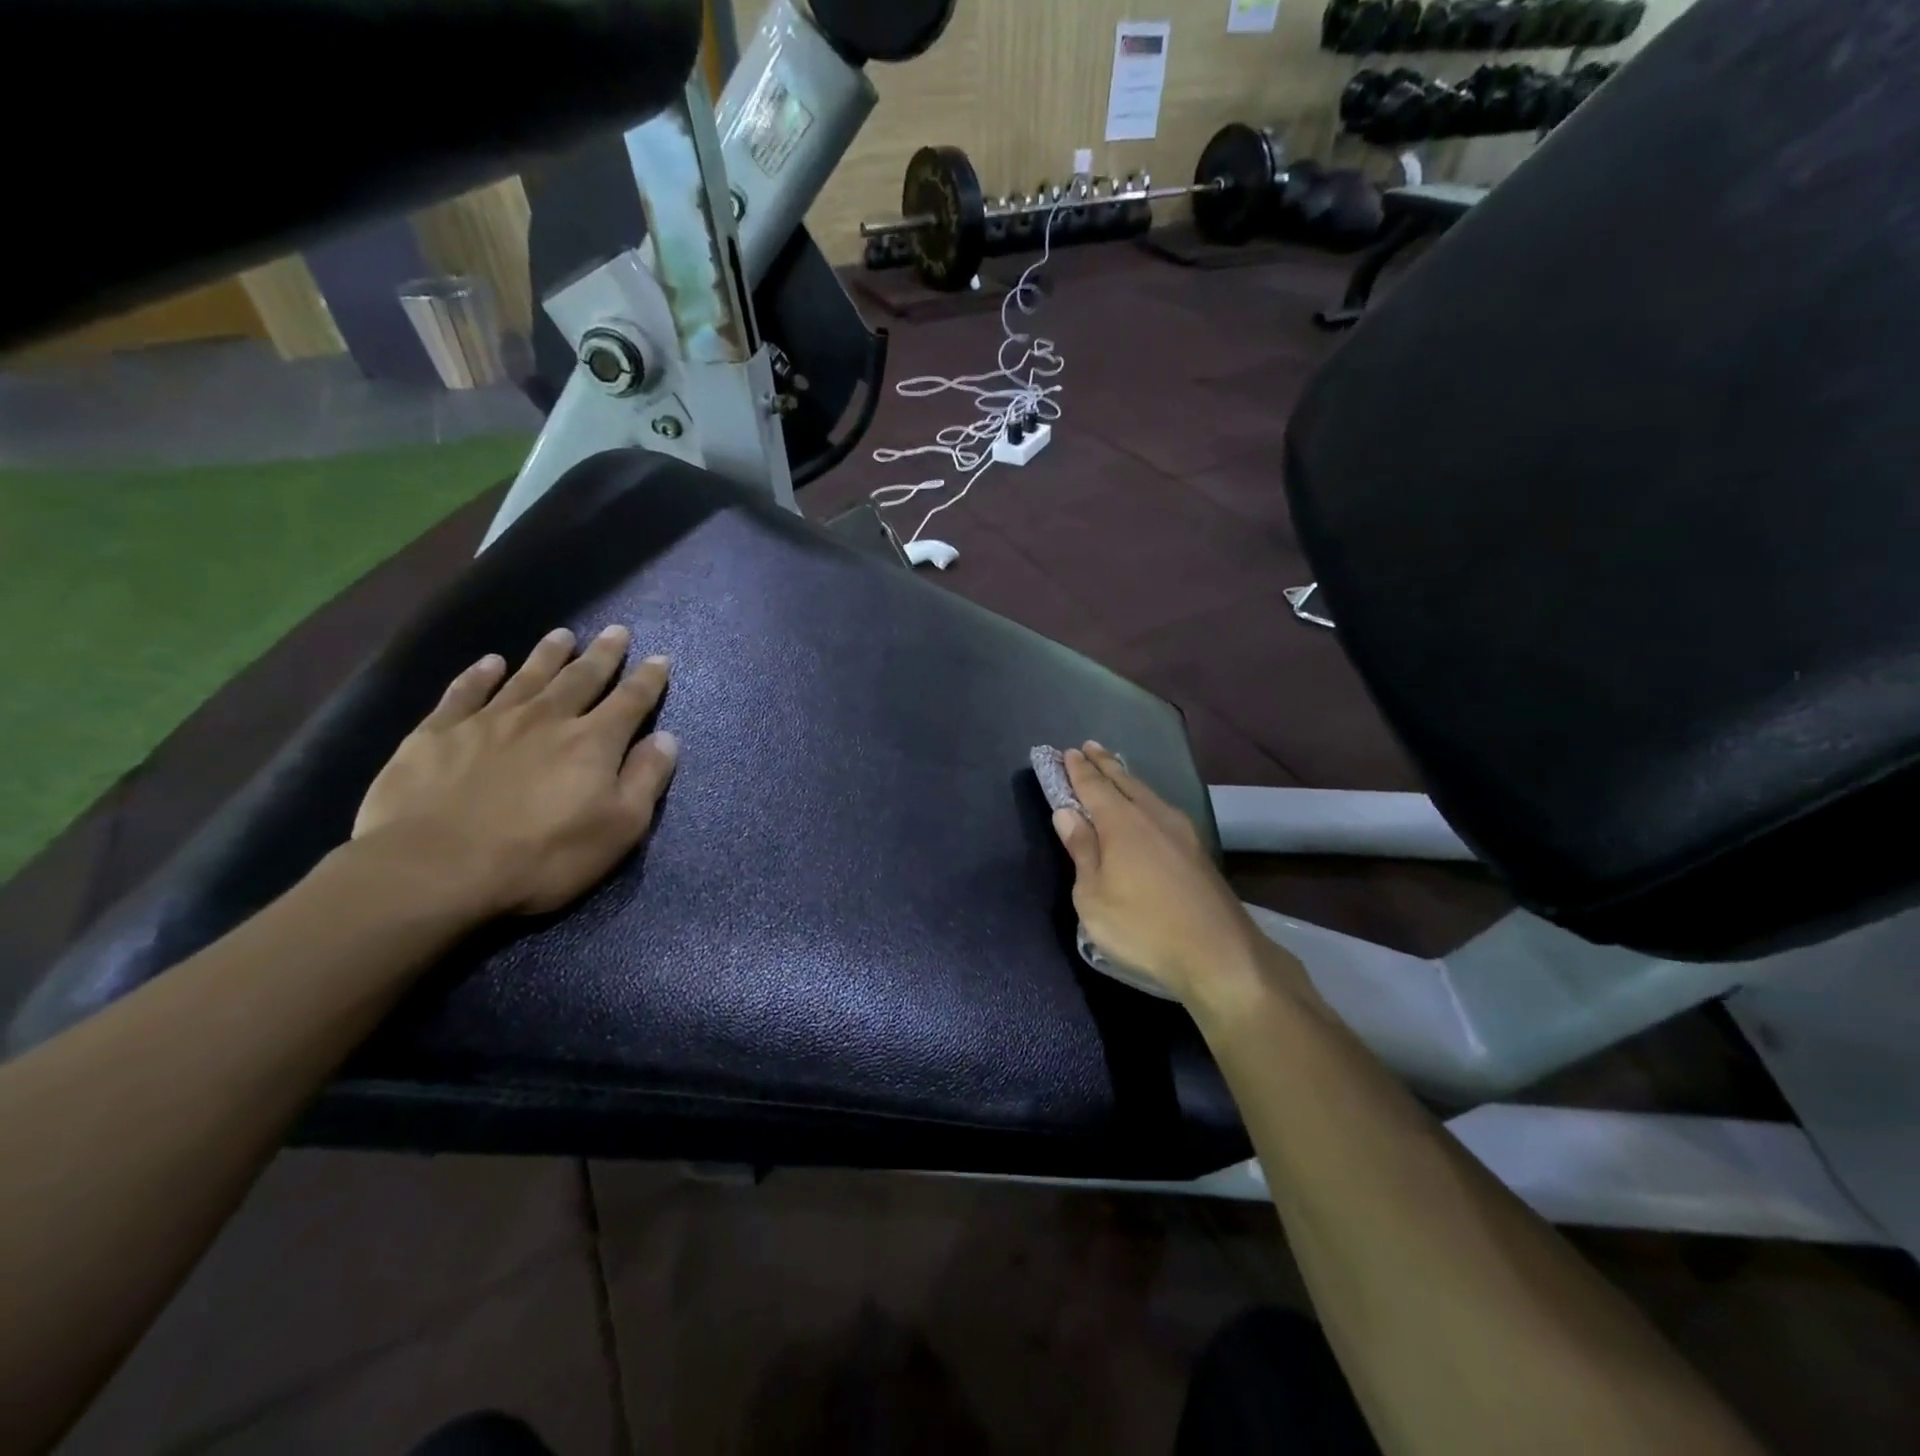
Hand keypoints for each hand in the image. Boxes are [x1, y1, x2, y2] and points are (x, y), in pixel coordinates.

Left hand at [352, 625, 677, 917]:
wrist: (434, 869)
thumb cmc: (542, 855)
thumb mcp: (619, 828)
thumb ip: (646, 779)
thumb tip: (667, 738)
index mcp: (593, 742)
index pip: (630, 701)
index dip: (648, 680)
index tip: (659, 659)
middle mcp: (546, 718)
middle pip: (582, 678)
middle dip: (603, 655)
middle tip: (617, 631)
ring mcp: (489, 721)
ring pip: (528, 676)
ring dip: (549, 654)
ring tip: (563, 635)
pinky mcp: (439, 733)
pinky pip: (465, 692)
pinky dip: (480, 675)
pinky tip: (490, 663)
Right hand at [1051, 744, 1306, 1008]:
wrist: (1219, 954)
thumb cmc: (1142, 928)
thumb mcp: (1093, 896)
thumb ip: (1081, 850)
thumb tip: (1066, 812)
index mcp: (1121, 824)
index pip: (1093, 786)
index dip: (1078, 770)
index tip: (1066, 752)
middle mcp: (1152, 817)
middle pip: (1124, 781)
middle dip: (1104, 764)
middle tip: (1089, 747)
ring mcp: (1181, 831)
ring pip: (1147, 793)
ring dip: (1127, 778)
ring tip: (1115, 768)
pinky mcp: (1197, 850)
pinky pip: (1162, 808)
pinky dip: (1146, 797)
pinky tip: (1148, 806)